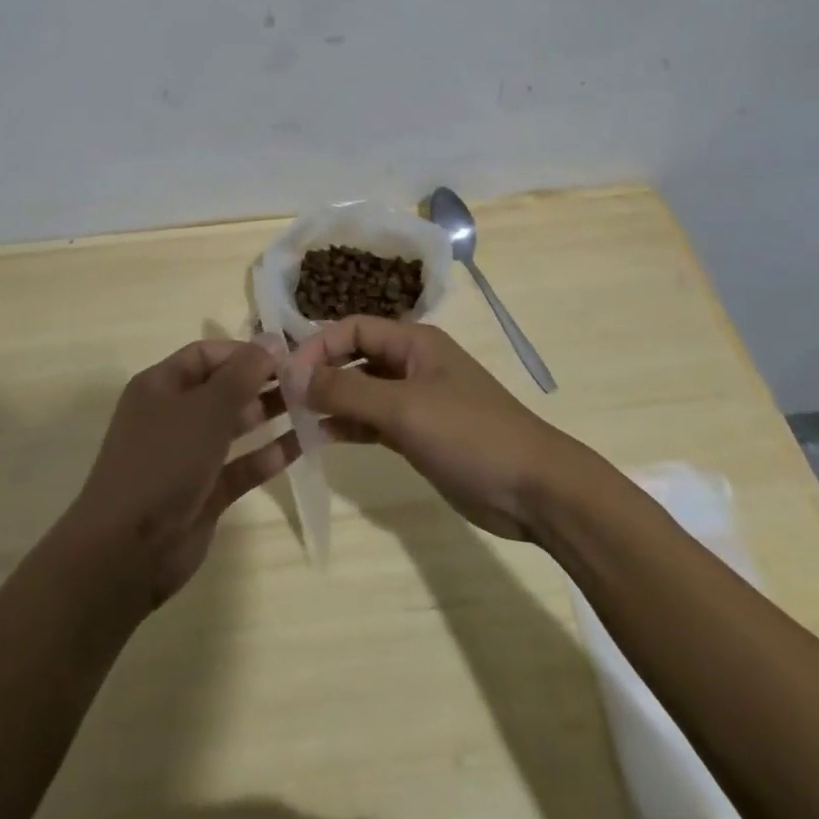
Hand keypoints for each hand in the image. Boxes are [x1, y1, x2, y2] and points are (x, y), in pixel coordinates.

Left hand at [65, 340, 299, 608]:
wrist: (127, 551)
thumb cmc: (164, 462)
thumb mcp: (205, 409)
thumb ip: (242, 374)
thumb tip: (271, 341)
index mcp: (160, 386)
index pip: (206, 354)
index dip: (244, 351)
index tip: (286, 355)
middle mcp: (172, 415)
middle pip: (223, 388)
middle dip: (261, 382)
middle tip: (307, 382)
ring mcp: (188, 456)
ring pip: (234, 426)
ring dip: (268, 415)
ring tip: (312, 406)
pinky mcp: (204, 493)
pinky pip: (240, 466)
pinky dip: (267, 456)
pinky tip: (302, 445)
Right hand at [294, 317, 571, 540]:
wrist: (534, 490)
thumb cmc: (470, 434)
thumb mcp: (403, 408)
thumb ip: (347, 389)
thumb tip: (294, 375)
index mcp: (414, 342)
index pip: (352, 328)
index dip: (318, 346)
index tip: (286, 375)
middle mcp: (412, 363)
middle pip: (355, 356)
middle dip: (321, 372)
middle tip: (283, 398)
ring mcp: (416, 400)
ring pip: (362, 390)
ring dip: (331, 401)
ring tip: (295, 420)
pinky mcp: (419, 434)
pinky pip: (373, 421)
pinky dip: (349, 426)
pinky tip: (322, 440)